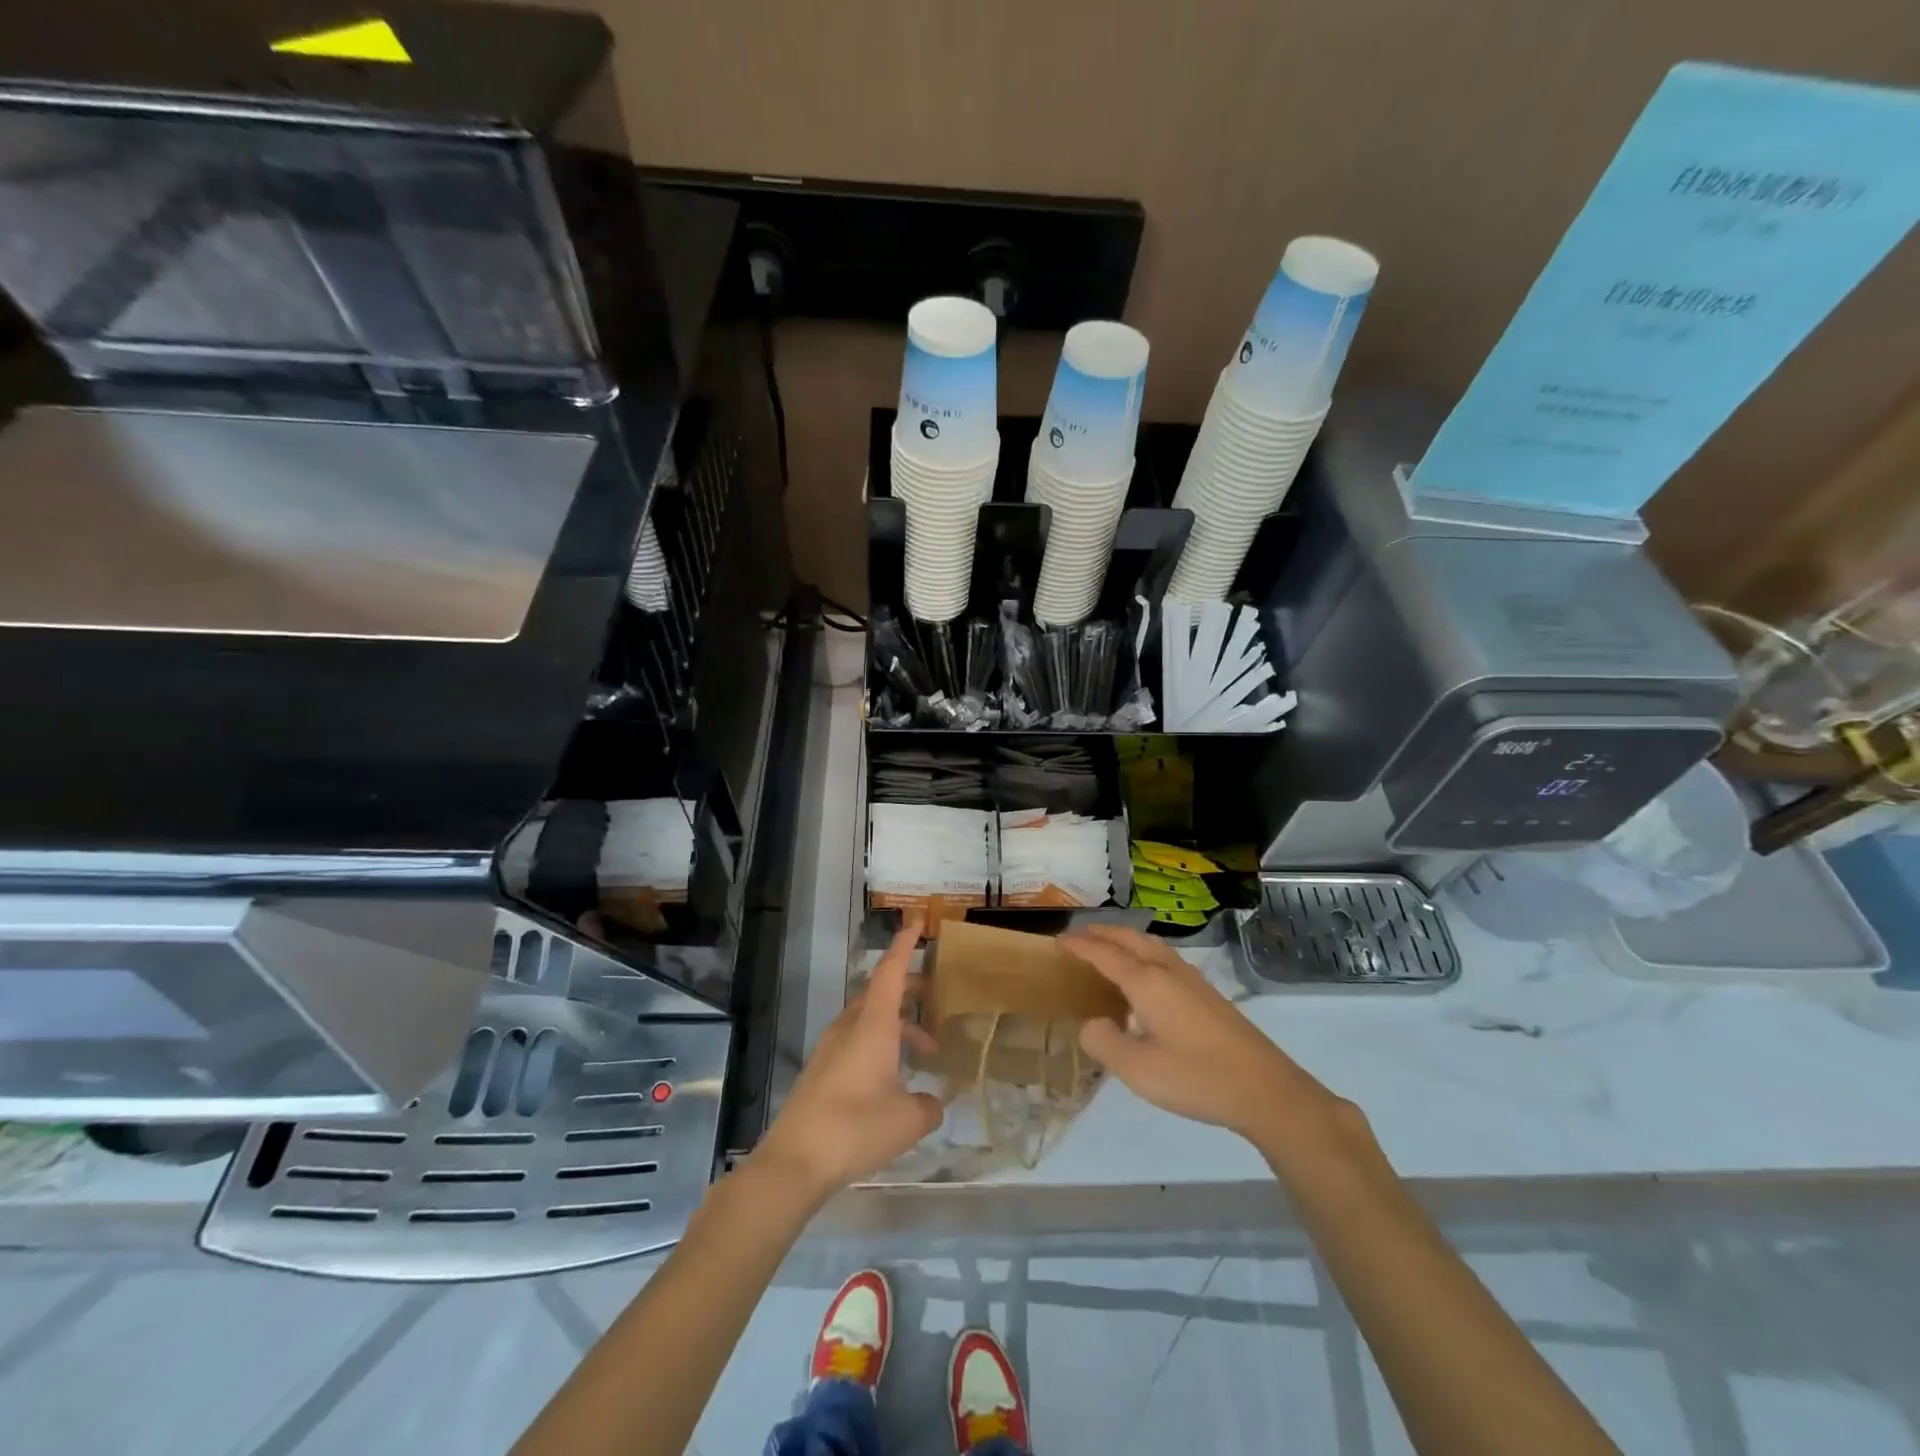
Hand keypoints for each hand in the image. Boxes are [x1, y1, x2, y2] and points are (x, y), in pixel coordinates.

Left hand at [754, 920, 943, 1199]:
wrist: (794, 1162)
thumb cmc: (855, 1129)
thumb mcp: (908, 1120)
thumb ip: (929, 1106)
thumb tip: (934, 1102)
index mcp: (872, 1025)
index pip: (891, 971)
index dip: (905, 945)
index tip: (917, 921)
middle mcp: (850, 1027)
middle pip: (881, 993)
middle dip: (910, 990)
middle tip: (937, 999)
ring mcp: (831, 1048)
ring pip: (870, 1019)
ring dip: (898, 1026)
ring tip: (926, 1052)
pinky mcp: (821, 1070)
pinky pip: (857, 1041)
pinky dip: (881, 1045)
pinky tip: (894, 1078)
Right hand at [1061, 925, 1351, 1151]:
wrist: (1265, 1089)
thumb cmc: (1196, 1077)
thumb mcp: (1137, 1070)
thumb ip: (1104, 1042)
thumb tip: (1091, 1023)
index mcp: (1147, 982)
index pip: (1104, 953)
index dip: (1080, 945)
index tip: (1058, 939)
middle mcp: (1168, 971)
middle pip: (1130, 939)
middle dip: (1102, 933)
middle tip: (1078, 936)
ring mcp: (1192, 980)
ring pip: (1151, 945)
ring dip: (1125, 940)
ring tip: (1107, 949)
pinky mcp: (1207, 995)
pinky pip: (1165, 959)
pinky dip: (1143, 954)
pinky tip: (1145, 979)